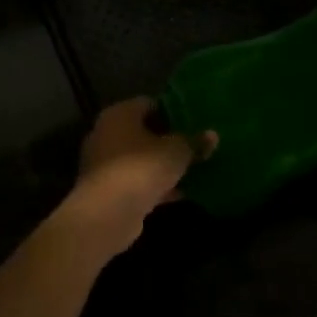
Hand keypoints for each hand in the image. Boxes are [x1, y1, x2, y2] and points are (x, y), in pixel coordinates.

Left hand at [63, 98, 212, 248]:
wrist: (108, 213)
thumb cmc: (142, 168)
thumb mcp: (177, 152)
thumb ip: (194, 142)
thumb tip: (212, 135)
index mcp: (119, 114)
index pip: (148, 103)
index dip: (172, 111)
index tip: (193, 122)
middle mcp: (106, 134)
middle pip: (143, 132)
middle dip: (168, 140)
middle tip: (195, 146)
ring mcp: (104, 164)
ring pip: (140, 159)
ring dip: (163, 166)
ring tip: (193, 170)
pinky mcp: (107, 190)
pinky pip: (136, 182)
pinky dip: (155, 186)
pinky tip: (181, 193)